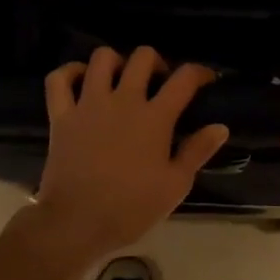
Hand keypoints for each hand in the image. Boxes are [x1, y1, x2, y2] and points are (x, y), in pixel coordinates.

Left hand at [30, 46, 229, 261]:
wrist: (77, 222)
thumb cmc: (131, 207)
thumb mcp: (175, 186)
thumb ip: (198, 151)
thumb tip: (220, 127)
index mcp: (155, 117)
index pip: (184, 78)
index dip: (200, 72)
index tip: (205, 79)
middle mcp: (123, 100)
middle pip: (142, 57)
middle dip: (156, 62)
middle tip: (158, 81)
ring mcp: (88, 104)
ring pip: (102, 58)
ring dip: (115, 62)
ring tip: (120, 79)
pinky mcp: (61, 114)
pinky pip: (59, 79)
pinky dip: (69, 73)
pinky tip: (80, 81)